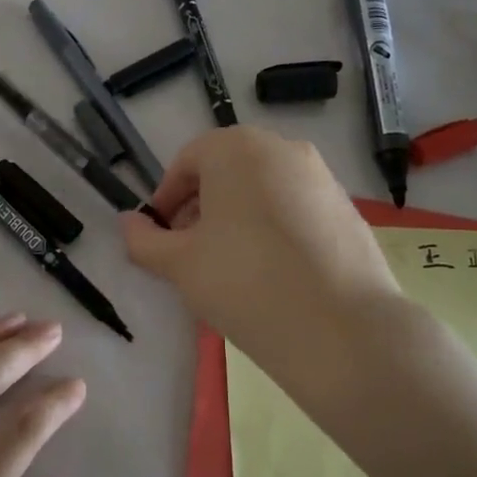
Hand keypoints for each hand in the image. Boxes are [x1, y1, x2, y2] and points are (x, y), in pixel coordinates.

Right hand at [122, 127, 407, 402]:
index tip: (161, 237)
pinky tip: (273, 272)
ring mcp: (321, 176)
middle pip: (227, 170)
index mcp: (236, 149)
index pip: (187, 161)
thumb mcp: (180, 264)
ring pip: (263, 188)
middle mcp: (282, 148)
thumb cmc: (245, 282)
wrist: (342, 327)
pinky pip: (296, 207)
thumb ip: (144, 240)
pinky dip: (274, 227)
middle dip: (201, 206)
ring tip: (231, 266)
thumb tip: (129, 223)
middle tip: (190, 252)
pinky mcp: (347, 208)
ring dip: (237, 216)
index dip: (166, 199)